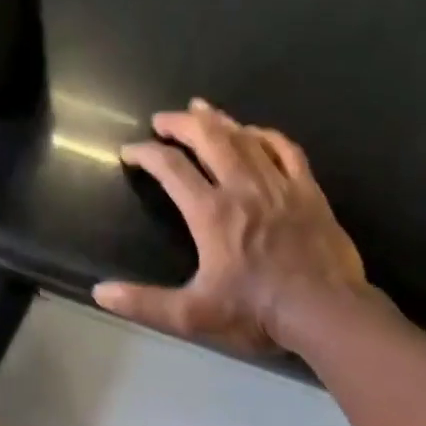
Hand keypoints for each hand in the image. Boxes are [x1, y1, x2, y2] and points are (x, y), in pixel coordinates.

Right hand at [94, 100, 370, 353]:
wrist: (324, 310)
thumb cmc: (256, 313)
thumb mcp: (191, 315)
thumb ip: (144, 303)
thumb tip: (100, 293)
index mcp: (212, 213)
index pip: (172, 169)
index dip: (146, 154)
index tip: (129, 151)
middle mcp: (243, 188)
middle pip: (209, 139)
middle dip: (181, 124)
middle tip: (162, 119)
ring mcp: (280, 185)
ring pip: (246, 138)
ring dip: (219, 121)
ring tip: (201, 110)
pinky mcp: (308, 191)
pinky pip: (286, 149)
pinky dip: (266, 135)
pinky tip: (257, 132)